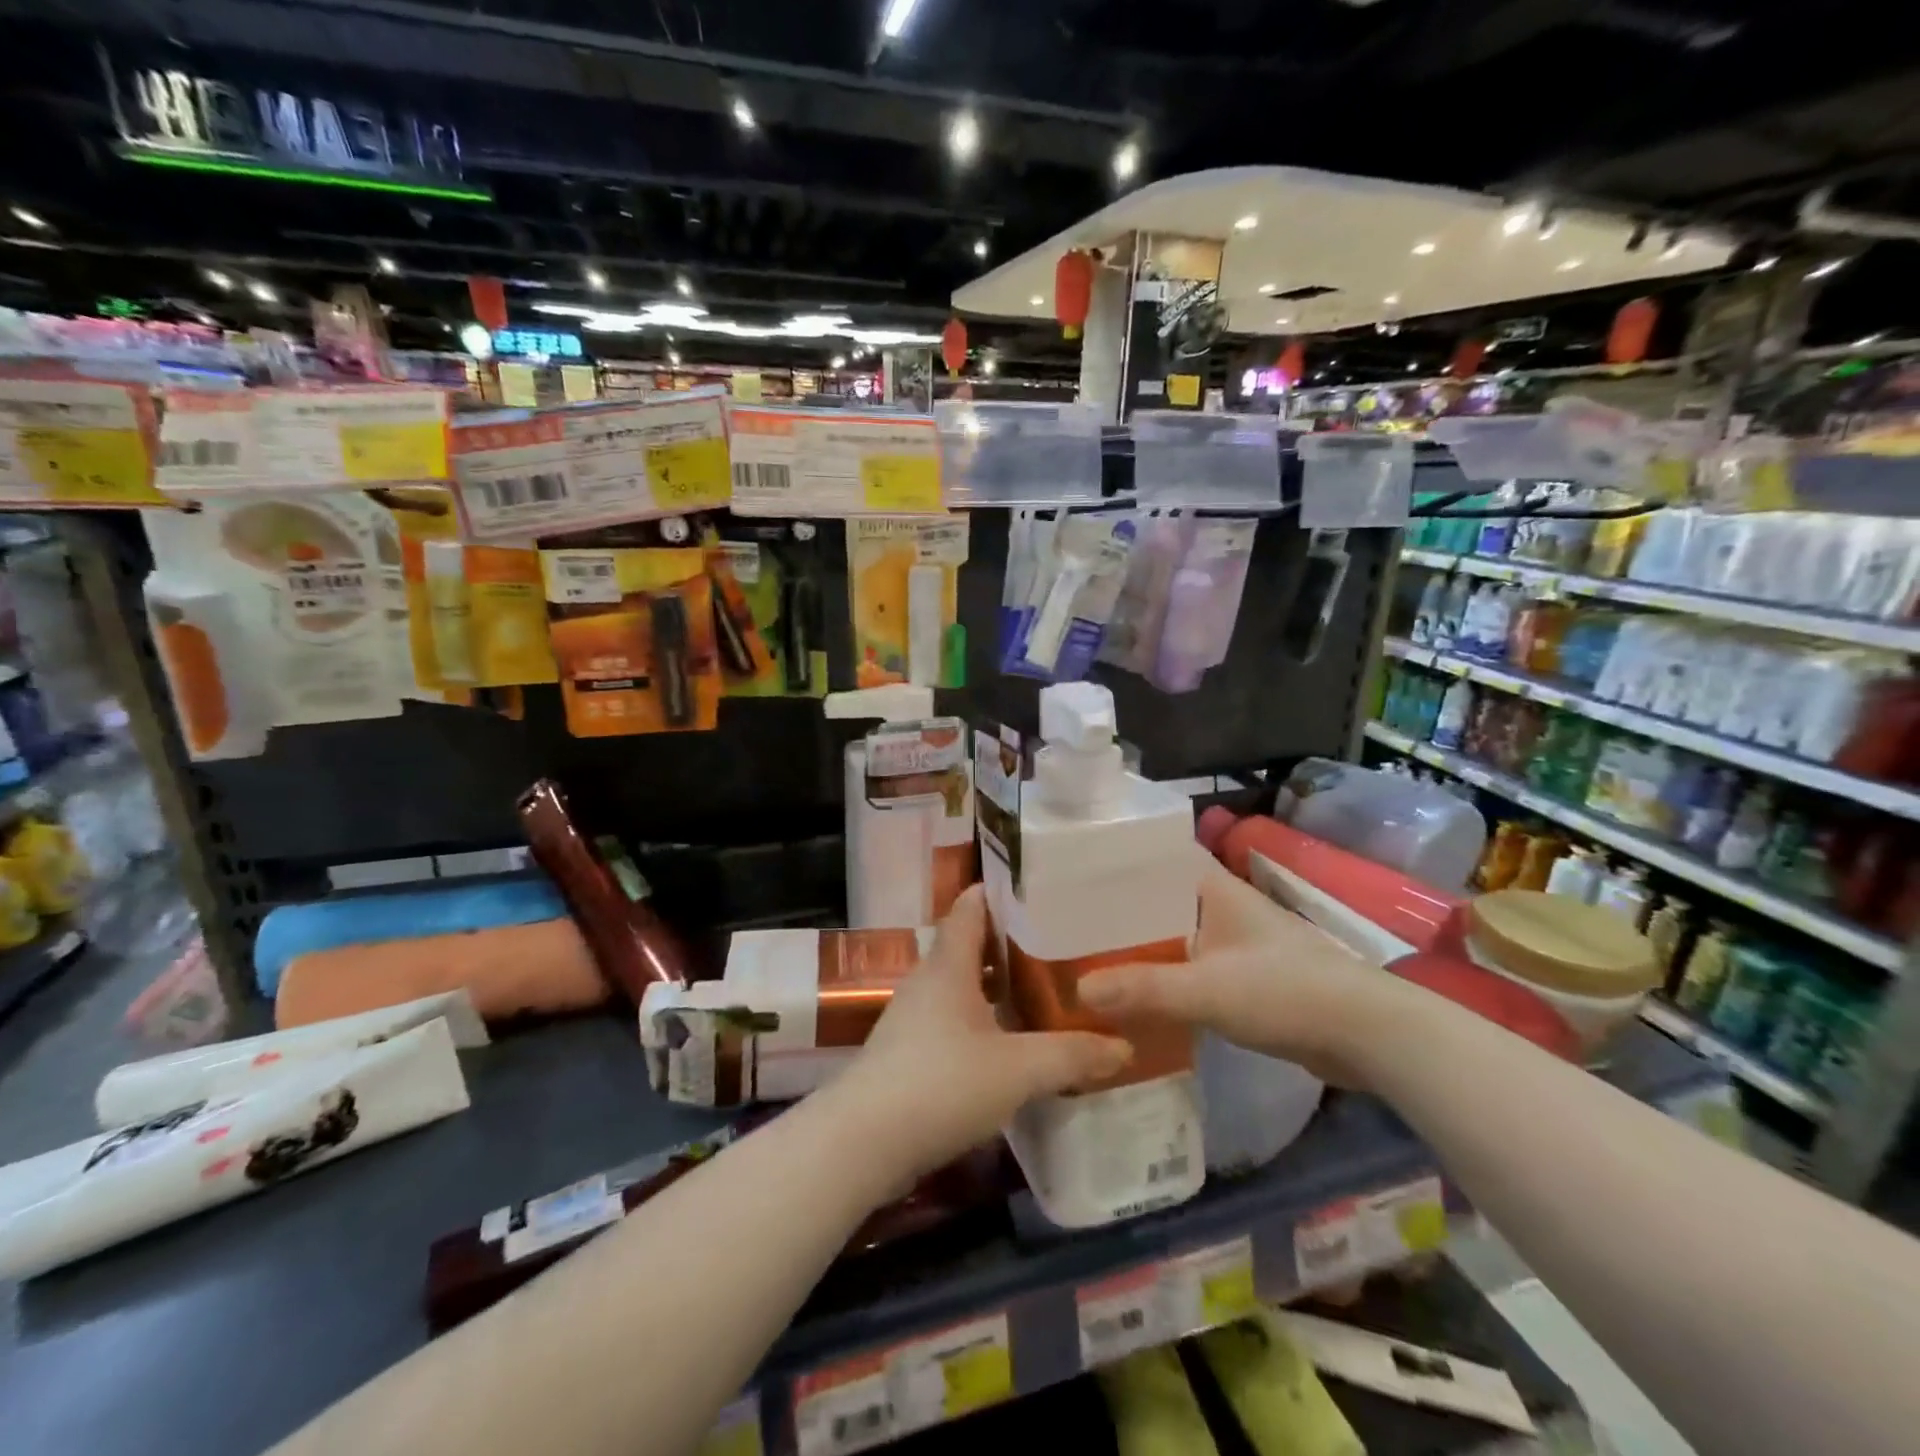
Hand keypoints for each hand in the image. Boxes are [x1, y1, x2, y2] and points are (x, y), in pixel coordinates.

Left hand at [829, 886, 1131, 1182]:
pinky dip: (985, 1023)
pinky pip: (954, 1022)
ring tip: (1046, 994)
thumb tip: (1123, 1046)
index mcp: (949, 965)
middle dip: (1013, 944)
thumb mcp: (1018, 1069)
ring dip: (1000, 989)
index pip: (971, 906)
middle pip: (972, 946)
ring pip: (964, 987)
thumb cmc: (941, 1084)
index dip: (1002, 892)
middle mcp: (928, 981)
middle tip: (1062, 947)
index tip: (1043, 889)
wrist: (863, 1143)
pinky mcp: (909, 1054)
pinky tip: (1012, 1046)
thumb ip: (1071, 1055)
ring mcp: (914, 1018)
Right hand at [1078, 853, 1410, 1089]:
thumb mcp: (1207, 989)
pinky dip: (1164, 973)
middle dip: (1118, 909)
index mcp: (1211, 887)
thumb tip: (1079, 989)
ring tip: (1089, 954)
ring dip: (1140, 944)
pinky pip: (1190, 965)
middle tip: (1066, 919)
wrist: (1367, 1034)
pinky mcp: (1244, 974)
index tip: (1071, 870)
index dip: (1115, 860)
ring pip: (1173, 933)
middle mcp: (1220, 904)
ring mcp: (1234, 940)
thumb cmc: (1286, 990)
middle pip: (1157, 898)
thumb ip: (1145, 988)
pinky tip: (1135, 991)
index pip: (1154, 857)